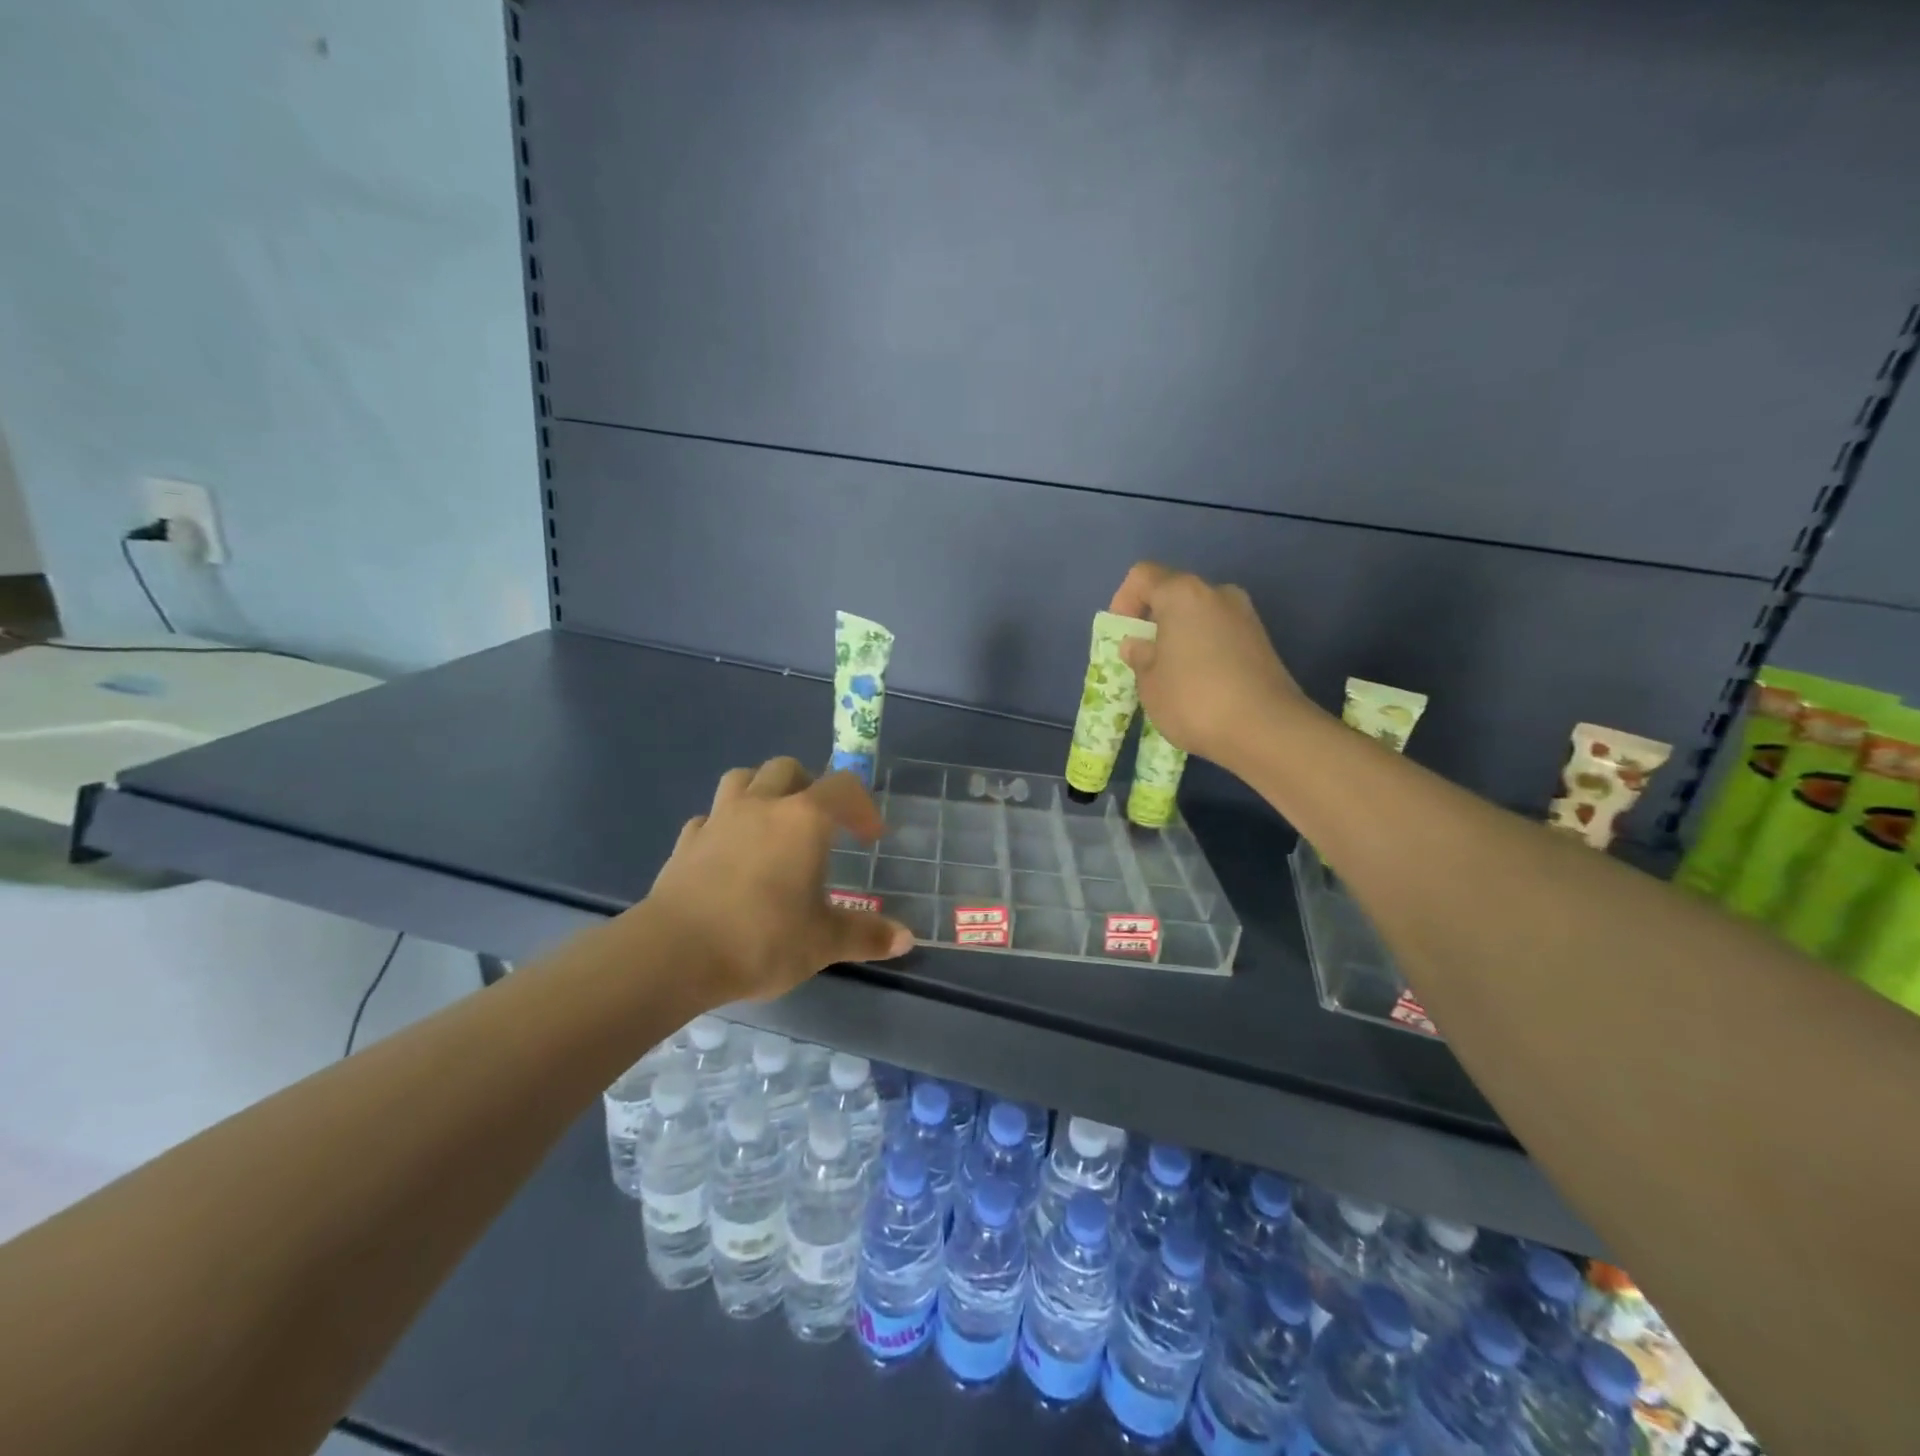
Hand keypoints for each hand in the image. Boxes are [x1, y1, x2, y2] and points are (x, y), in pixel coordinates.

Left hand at [643, 758, 914, 1004]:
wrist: (675, 953)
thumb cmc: (762, 938)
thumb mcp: (823, 942)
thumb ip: (866, 935)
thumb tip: (907, 939)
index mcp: (803, 819)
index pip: (842, 788)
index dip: (862, 806)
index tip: (871, 836)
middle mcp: (761, 806)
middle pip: (787, 768)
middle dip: (810, 785)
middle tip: (820, 821)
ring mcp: (718, 820)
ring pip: (742, 779)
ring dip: (762, 790)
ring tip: (773, 823)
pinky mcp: (686, 843)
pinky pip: (710, 817)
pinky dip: (725, 824)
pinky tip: (730, 852)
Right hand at [1109, 562, 1309, 772]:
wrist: (1266, 730)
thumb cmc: (1193, 700)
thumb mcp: (1149, 683)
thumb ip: (1139, 657)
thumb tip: (1138, 644)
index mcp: (1183, 594)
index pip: (1142, 576)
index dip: (1124, 601)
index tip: (1123, 636)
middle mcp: (1217, 594)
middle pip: (1174, 594)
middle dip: (1154, 622)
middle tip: (1145, 659)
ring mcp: (1245, 616)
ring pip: (1199, 616)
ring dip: (1180, 637)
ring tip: (1172, 676)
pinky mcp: (1262, 641)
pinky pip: (1220, 635)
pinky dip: (1204, 650)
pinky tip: (1201, 685)